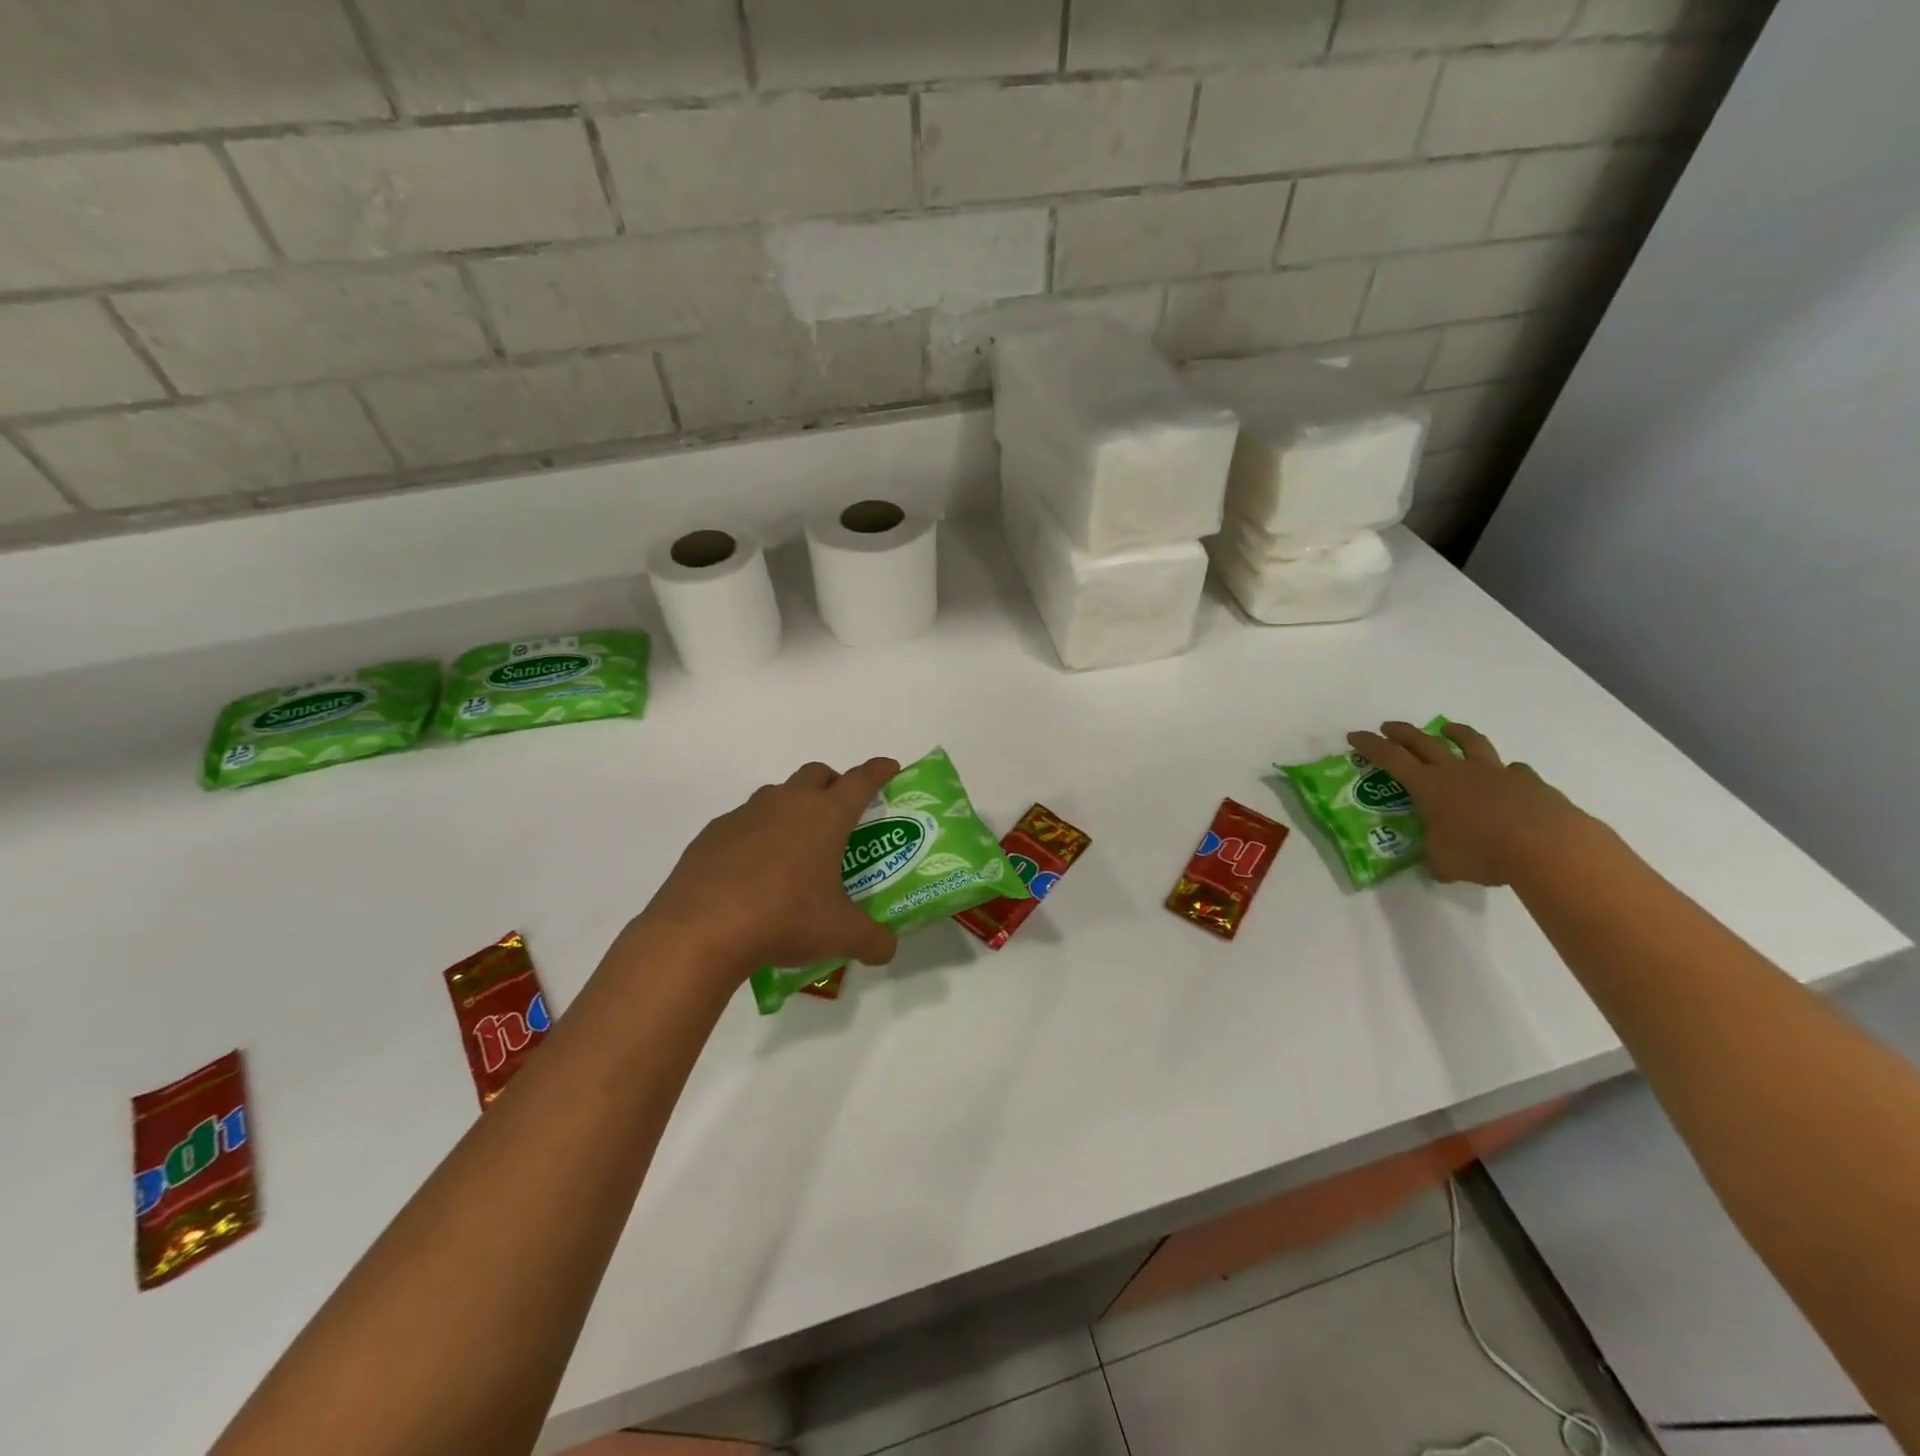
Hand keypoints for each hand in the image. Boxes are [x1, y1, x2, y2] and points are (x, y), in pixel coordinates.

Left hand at [635, 757, 901, 981]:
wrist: (701, 930)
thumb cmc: (784, 919)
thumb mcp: (840, 935)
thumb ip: (873, 939)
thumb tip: (888, 948)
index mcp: (825, 816)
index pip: (861, 780)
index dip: (879, 771)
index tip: (889, 766)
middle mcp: (787, 803)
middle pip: (817, 774)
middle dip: (834, 784)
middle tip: (841, 815)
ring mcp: (745, 815)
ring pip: (777, 794)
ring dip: (793, 807)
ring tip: (797, 848)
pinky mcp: (712, 834)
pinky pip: (743, 822)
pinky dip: (756, 835)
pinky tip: (754, 871)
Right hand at [1346, 721, 1596, 885]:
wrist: (1548, 845)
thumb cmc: (1482, 851)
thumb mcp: (1444, 863)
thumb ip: (1435, 858)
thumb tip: (1436, 863)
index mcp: (1429, 786)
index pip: (1390, 758)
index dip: (1370, 745)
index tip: (1355, 735)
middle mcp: (1458, 772)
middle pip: (1424, 742)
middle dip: (1403, 732)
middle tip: (1389, 727)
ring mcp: (1495, 773)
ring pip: (1471, 743)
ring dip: (1456, 733)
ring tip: (1448, 728)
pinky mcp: (1529, 782)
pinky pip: (1513, 770)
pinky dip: (1506, 771)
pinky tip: (1507, 777)